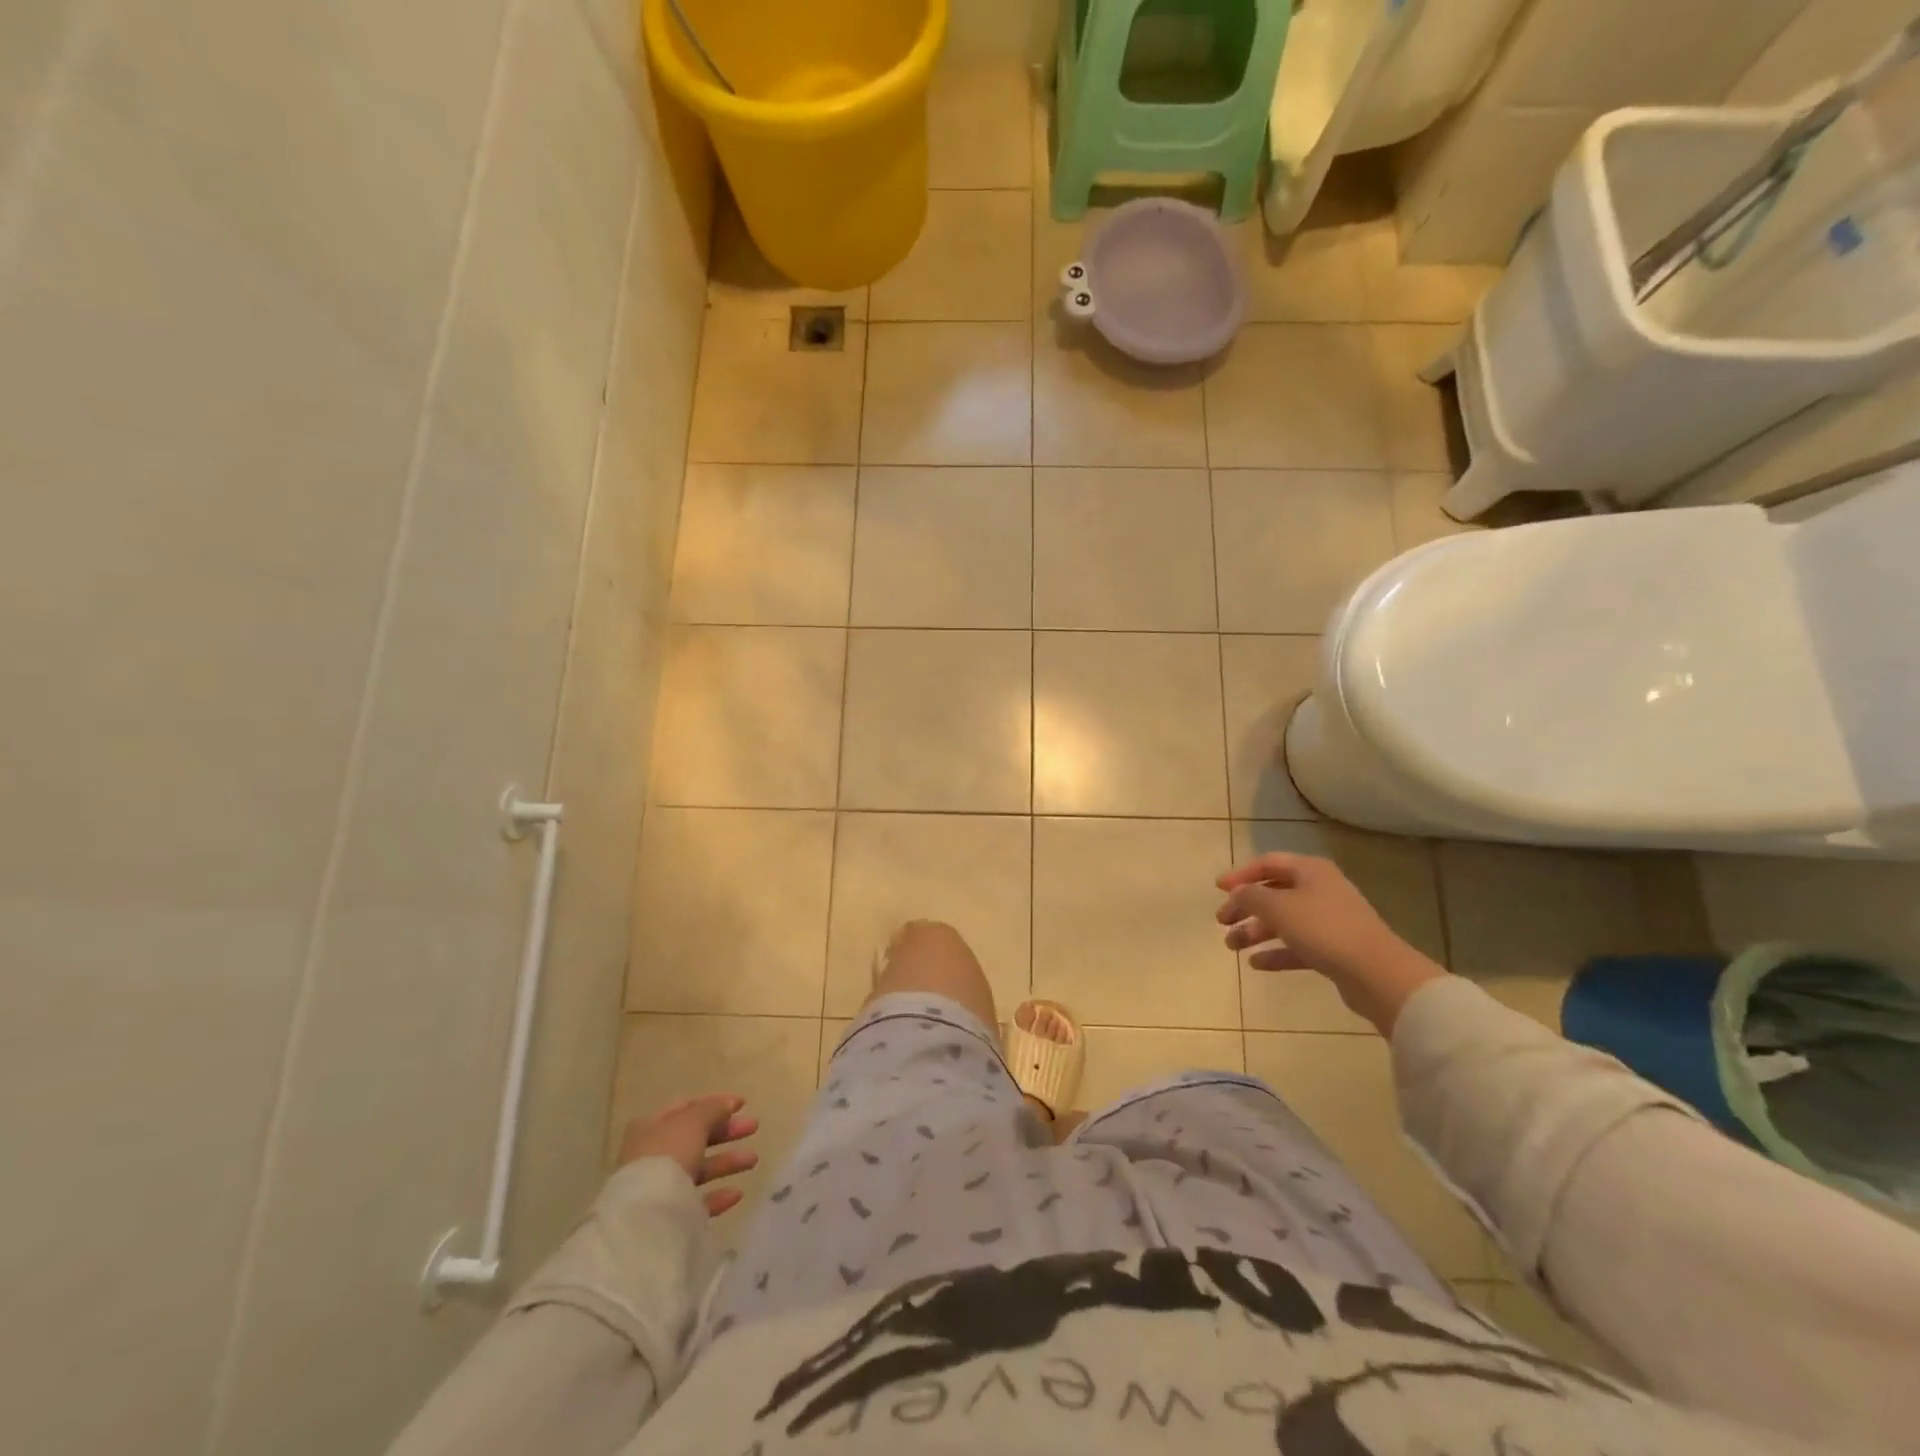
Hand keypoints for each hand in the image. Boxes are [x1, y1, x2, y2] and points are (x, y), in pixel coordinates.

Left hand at [618, 1094, 759, 1216]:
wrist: (646, 1216)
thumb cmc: (668, 1155)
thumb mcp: (693, 1122)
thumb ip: (713, 1109)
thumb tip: (728, 1104)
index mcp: (652, 1126)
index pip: (686, 1107)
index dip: (715, 1102)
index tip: (742, 1104)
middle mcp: (654, 1153)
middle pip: (696, 1137)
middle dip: (726, 1131)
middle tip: (754, 1127)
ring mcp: (661, 1186)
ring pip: (700, 1168)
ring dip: (727, 1162)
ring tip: (753, 1160)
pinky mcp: (669, 1214)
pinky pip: (698, 1200)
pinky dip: (718, 1194)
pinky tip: (737, 1193)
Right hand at [1216, 852, 1444, 1034]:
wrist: (1377, 974)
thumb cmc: (1324, 929)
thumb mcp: (1278, 907)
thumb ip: (1250, 896)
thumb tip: (1236, 894)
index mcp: (1310, 871)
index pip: (1268, 863)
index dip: (1241, 874)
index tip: (1218, 889)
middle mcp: (1320, 890)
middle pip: (1274, 893)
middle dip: (1245, 907)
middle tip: (1221, 921)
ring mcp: (1329, 921)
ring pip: (1283, 921)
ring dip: (1255, 931)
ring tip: (1232, 946)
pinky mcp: (1334, 950)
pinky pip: (1297, 946)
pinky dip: (1275, 952)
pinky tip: (1255, 963)